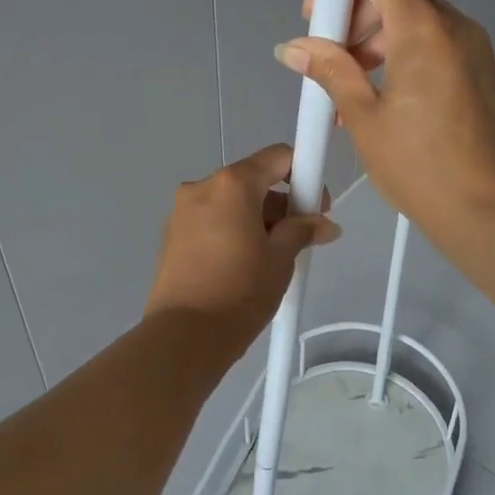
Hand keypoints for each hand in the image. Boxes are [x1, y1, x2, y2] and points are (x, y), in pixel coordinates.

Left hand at [144, 143, 340, 353]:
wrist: (184, 337)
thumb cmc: (240, 290)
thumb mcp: (280, 258)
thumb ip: (303, 231)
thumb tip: (324, 225)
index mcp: (232, 183)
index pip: (277, 157)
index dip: (304, 174)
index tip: (315, 207)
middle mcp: (202, 186)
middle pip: (252, 180)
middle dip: (279, 204)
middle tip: (298, 239)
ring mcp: (181, 211)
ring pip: (230, 202)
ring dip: (255, 219)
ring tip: (270, 259)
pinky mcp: (170, 235)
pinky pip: (210, 221)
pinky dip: (231, 232)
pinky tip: (242, 266)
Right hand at [279, 0, 494, 242]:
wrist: (490, 213)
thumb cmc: (420, 167)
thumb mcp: (364, 118)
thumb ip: (330, 71)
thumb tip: (293, 48)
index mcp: (423, 28)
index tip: (321, 20)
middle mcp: (454, 25)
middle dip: (356, 13)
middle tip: (332, 57)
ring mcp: (473, 47)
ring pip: (415, 16)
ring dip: (376, 37)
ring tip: (351, 87)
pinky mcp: (480, 70)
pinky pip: (434, 42)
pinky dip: (402, 54)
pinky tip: (381, 98)